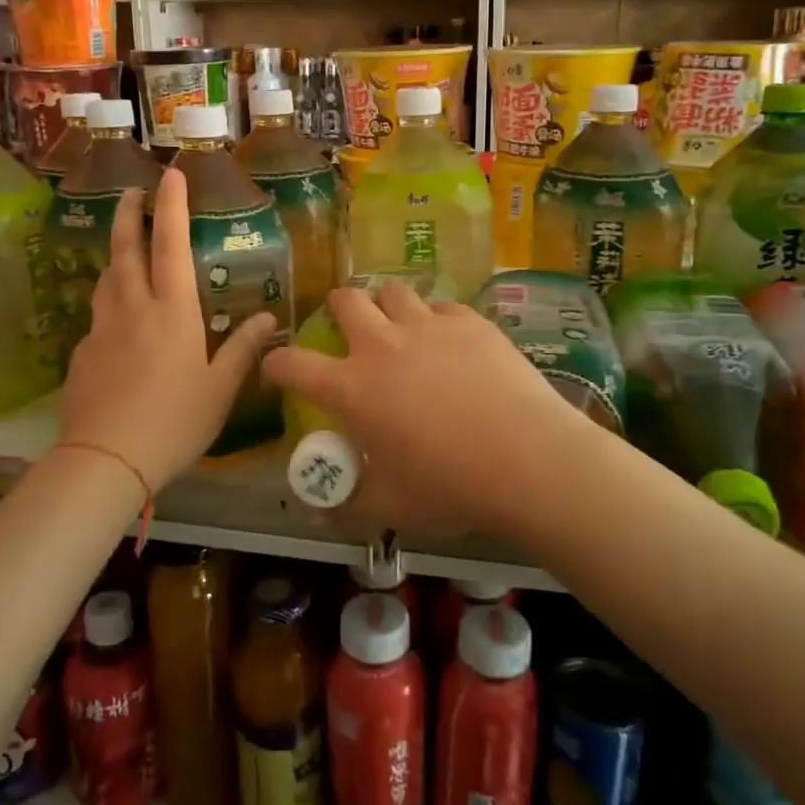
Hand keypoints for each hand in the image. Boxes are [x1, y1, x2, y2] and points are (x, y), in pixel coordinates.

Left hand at [58, 168, 275, 495]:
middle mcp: (133, 307)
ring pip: (106, 277)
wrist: (105, 459)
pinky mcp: (82, 352)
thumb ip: (242, 349)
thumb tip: (270, 320)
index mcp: (172, 311)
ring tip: (125, 247)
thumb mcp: (219, 388)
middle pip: (125, 248)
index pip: (170, 244)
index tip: (170, 175)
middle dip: (128, 214)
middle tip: (131, 192)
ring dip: (116, 253)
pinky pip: (98, 314)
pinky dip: (110, 301)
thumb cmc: (174, 421)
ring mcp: (102, 328)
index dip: (171, 206)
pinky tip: (118, 321)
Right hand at [261, 280, 583, 542]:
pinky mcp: (470, 322)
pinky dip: (436, 319)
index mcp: (351, 388)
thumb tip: (319, 513)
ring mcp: (428, 326)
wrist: (528, 460)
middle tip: (347, 329)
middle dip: (337, 309)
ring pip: (393, 291)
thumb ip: (347, 506)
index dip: (276, 364)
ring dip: (386, 304)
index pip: (292, 364)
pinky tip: (450, 341)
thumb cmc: (450, 486)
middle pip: (344, 300)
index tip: (278, 370)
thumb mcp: (390, 507)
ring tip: (398, 325)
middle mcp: (382, 345)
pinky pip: (442, 306)